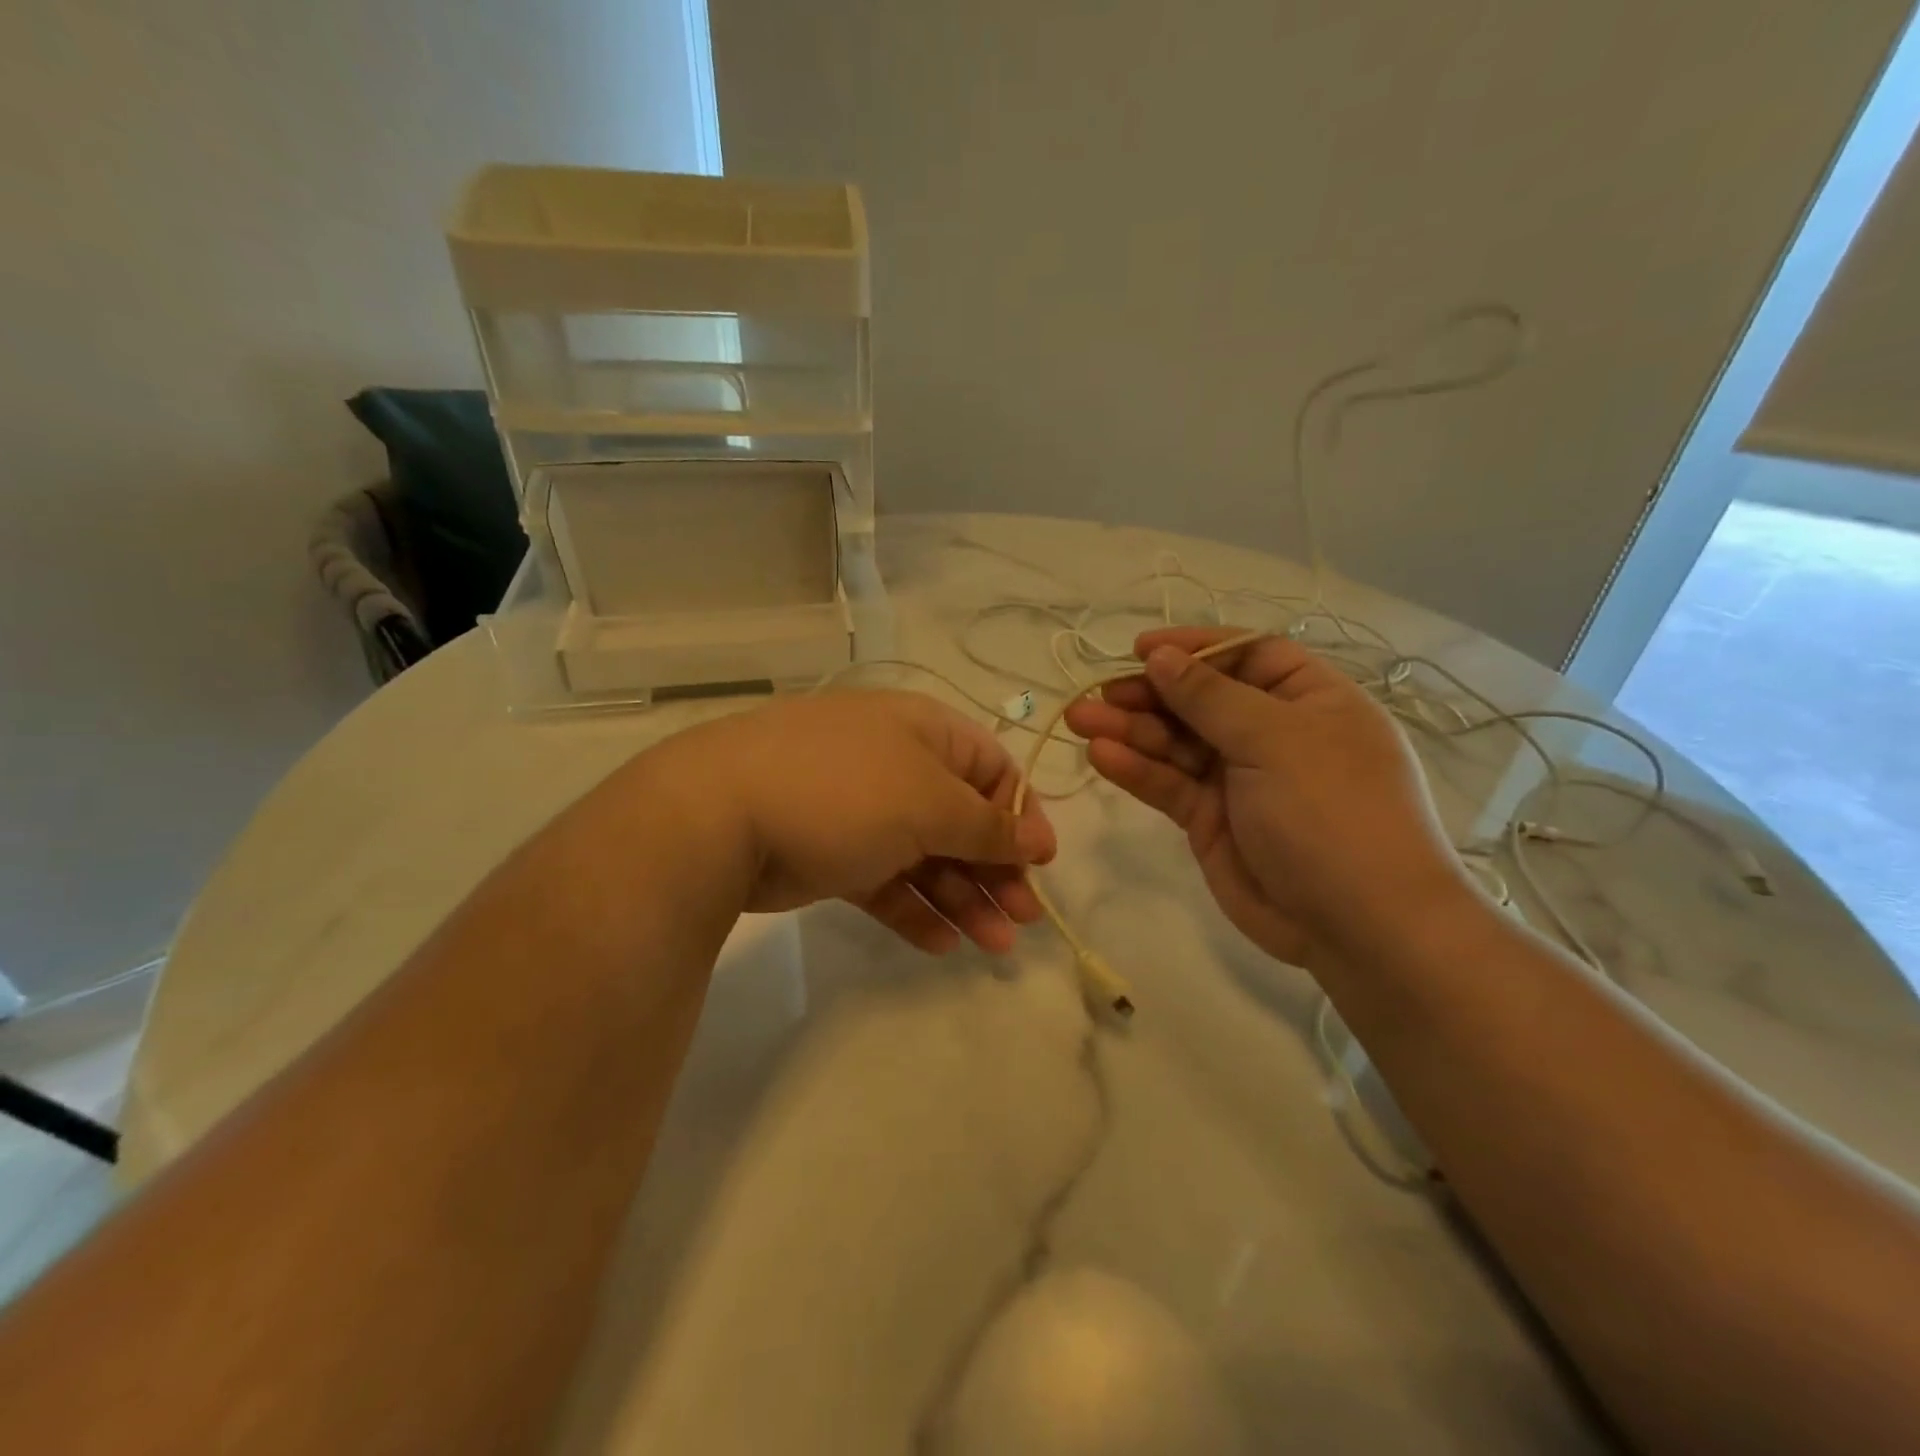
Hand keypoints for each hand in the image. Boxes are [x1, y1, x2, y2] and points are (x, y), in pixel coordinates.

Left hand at [646, 691, 1056, 953]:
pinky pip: (886, 882)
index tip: (1040, 864)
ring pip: (927, 857)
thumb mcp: (929, 803)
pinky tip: (940, 944)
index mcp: (924, 733)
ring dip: (963, 898)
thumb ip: (987, 826)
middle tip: (1023, 920)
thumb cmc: (844, 792)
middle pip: (962, 819)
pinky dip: (914, 909)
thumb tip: (1036, 838)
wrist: (720, 816)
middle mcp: (896, 766)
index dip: (1020, 815)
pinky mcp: (832, 854)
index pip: (992, 769)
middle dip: (996, 869)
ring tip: (993, 947)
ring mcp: (861, 812)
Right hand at [1063, 627, 1467, 966]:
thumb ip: (1210, 697)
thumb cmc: (1332, 811)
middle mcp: (1272, 733)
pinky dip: (1136, 770)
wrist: (1359, 925)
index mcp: (1308, 699)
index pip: (1245, 656)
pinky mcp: (1210, 820)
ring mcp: (1239, 779)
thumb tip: (1160, 656)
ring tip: (1081, 720)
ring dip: (1129, 730)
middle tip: (1099, 695)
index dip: (1194, 649)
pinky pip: (1169, 785)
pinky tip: (1102, 755)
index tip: (1141, 650)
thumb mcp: (1275, 740)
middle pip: (1200, 699)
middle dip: (1149, 694)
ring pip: (1175, 743)